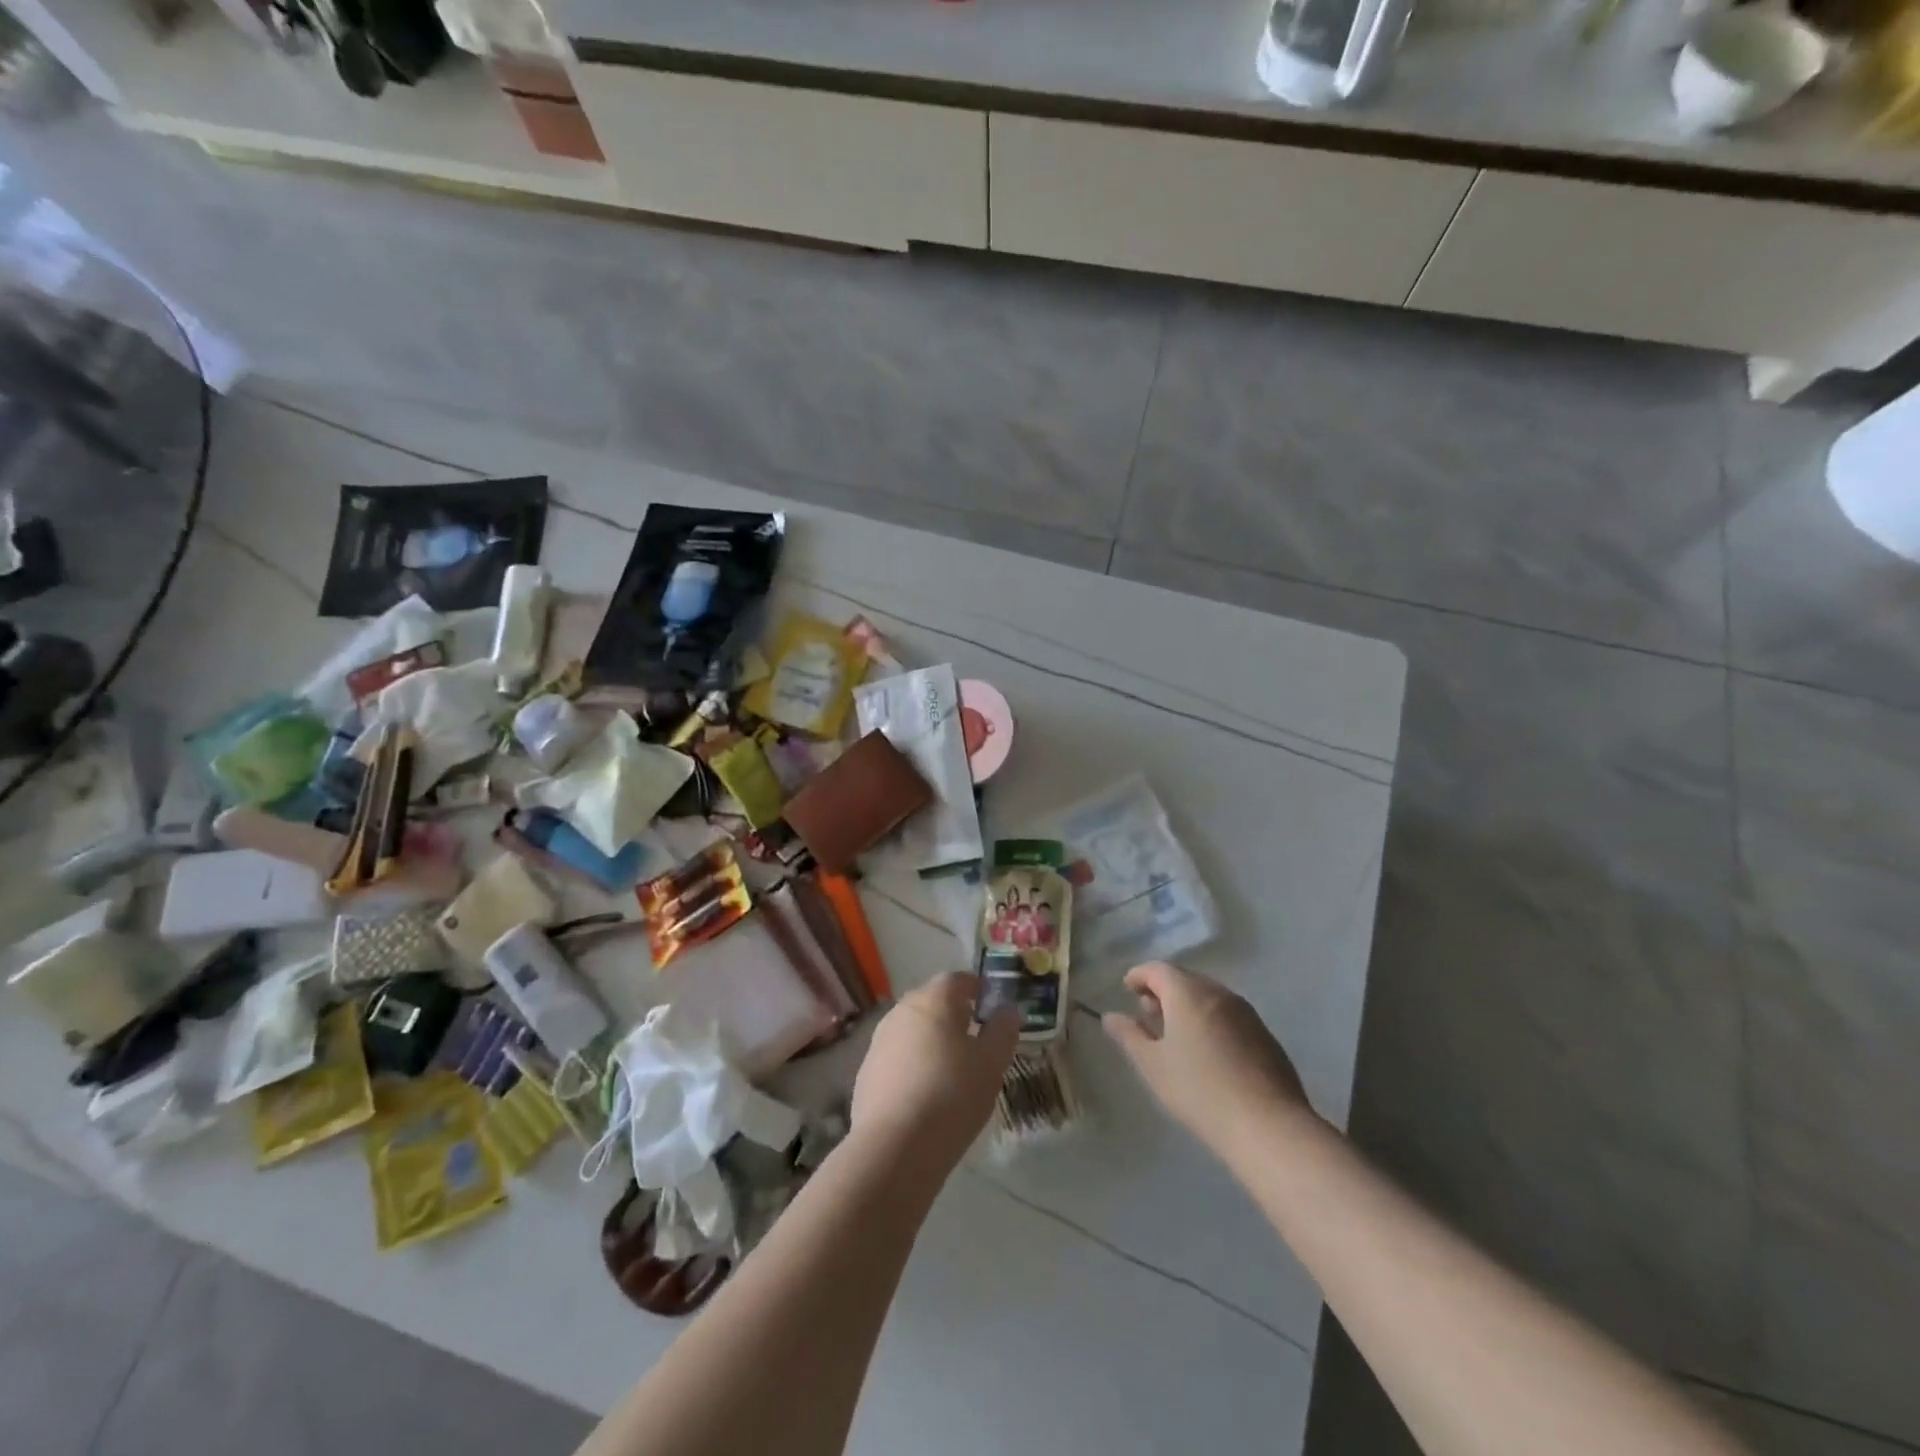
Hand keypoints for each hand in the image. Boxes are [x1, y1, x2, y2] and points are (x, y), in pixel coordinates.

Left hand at [851, 972, 1018, 1172]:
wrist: (894, 1147)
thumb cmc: (952, 1094)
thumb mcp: (992, 1063)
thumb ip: (1003, 1031)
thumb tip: (1007, 1011)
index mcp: (934, 999)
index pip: (958, 979)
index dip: (977, 989)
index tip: (991, 1008)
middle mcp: (902, 1010)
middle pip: (932, 1002)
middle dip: (953, 1016)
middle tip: (975, 1041)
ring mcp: (879, 1040)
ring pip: (913, 1030)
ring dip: (931, 1041)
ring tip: (951, 1071)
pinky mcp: (866, 1072)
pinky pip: (897, 1058)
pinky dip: (912, 1066)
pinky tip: (924, 1095)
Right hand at [1103, 962, 1318, 1156]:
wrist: (1268, 1125)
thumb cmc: (1199, 1090)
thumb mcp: (1153, 1065)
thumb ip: (1130, 1036)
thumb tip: (1111, 1017)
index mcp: (1188, 993)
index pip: (1158, 970)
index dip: (1139, 975)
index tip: (1127, 988)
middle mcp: (1218, 993)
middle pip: (1185, 980)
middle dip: (1163, 990)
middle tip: (1148, 1011)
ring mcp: (1246, 1013)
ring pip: (1209, 997)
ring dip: (1188, 1006)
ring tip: (1175, 1033)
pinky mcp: (1265, 1036)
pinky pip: (1229, 1016)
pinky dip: (1210, 1020)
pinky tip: (1207, 1051)